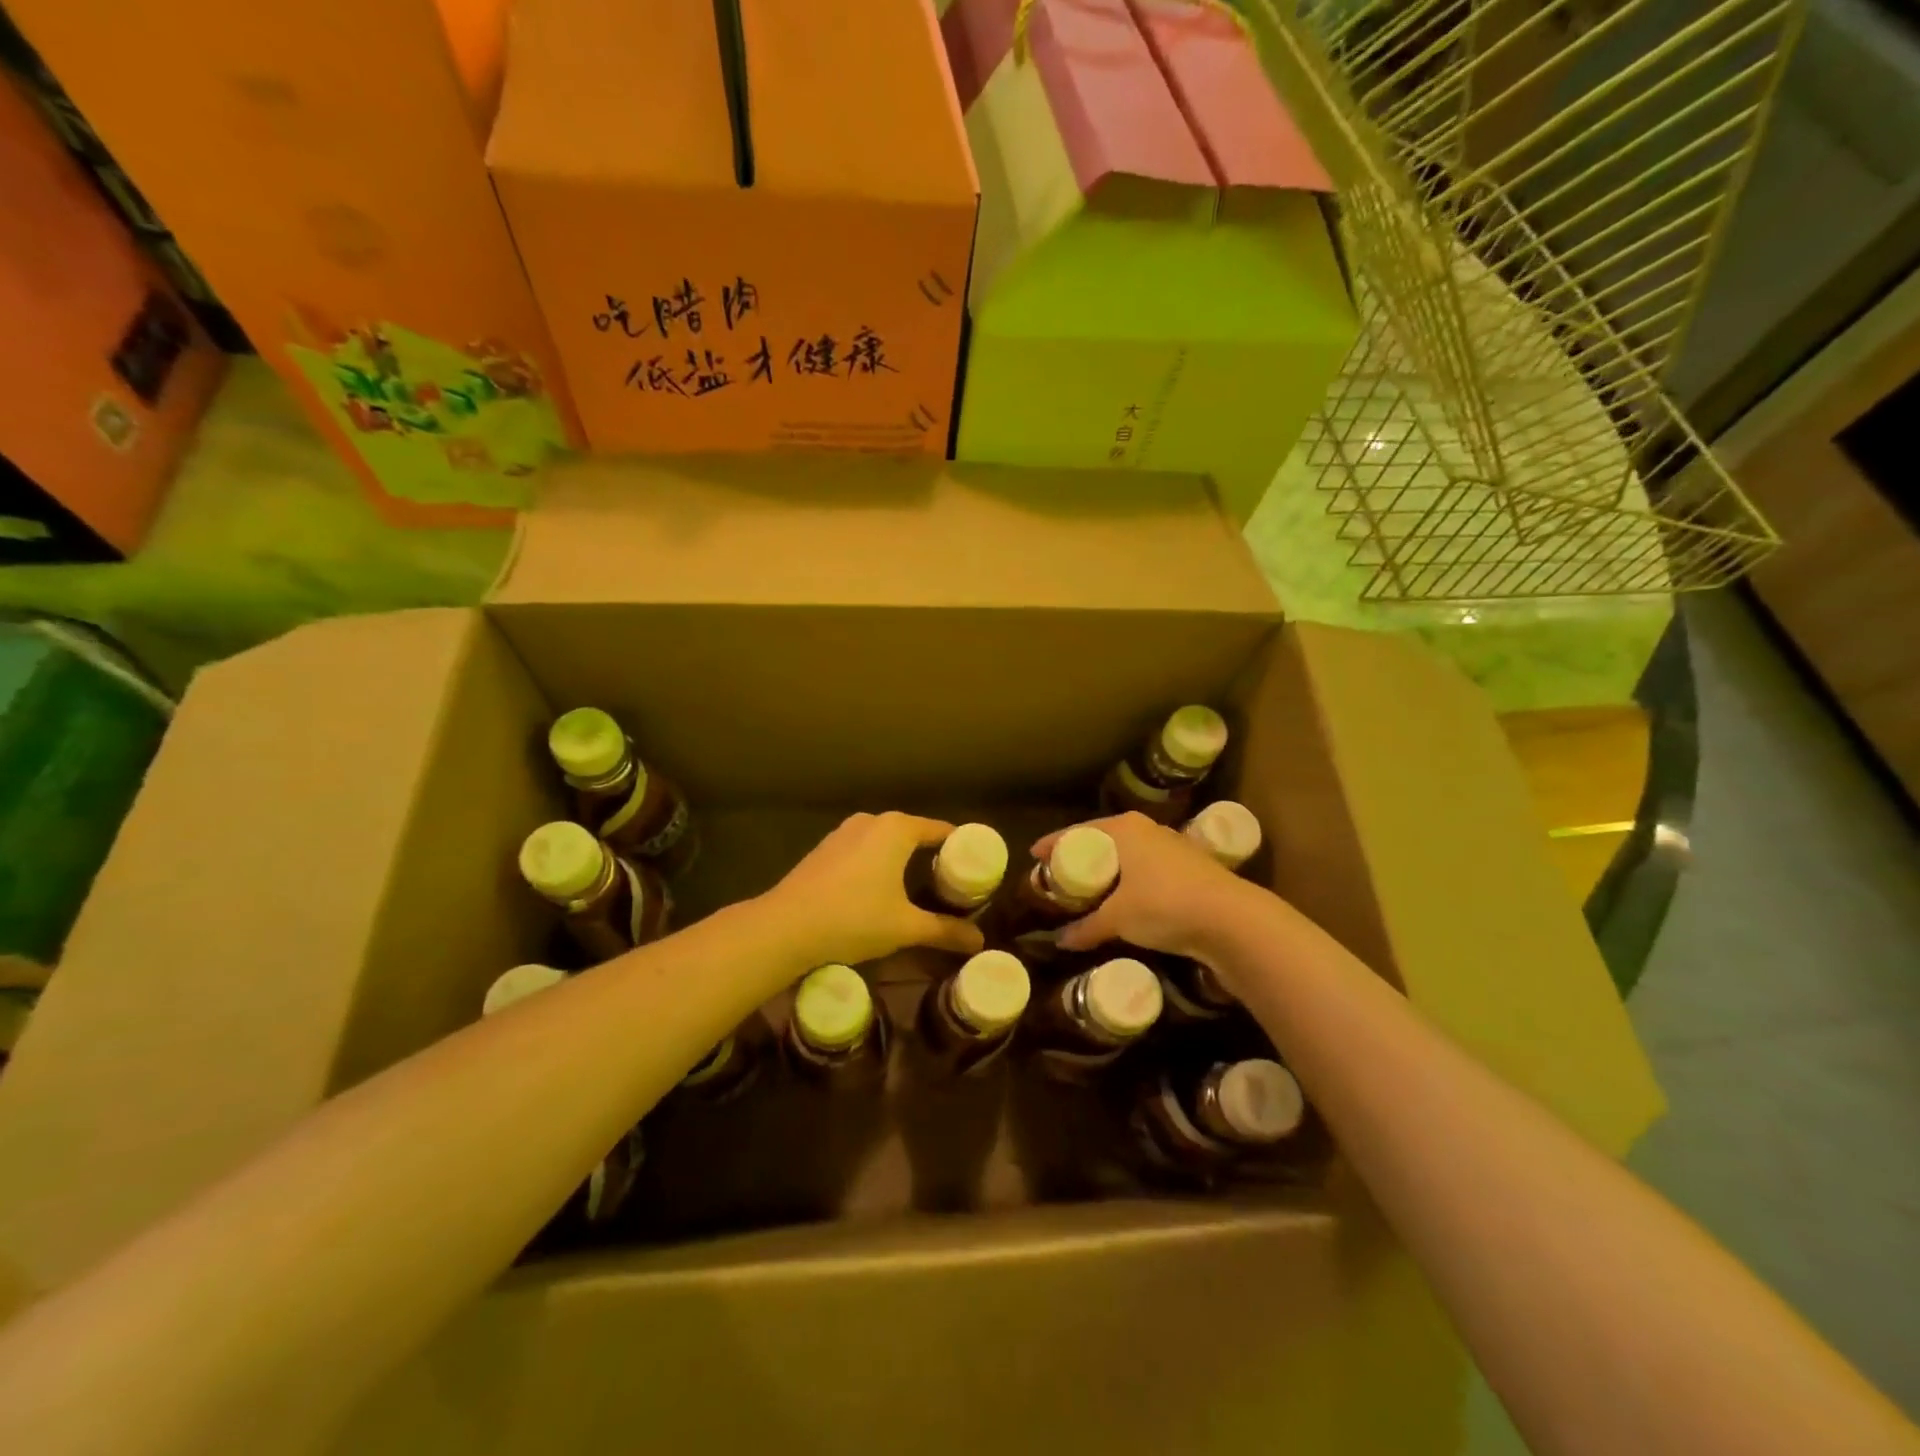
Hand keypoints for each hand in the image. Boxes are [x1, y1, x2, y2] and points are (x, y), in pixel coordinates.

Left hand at [763, 812, 986, 968]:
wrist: (786, 927)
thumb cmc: (854, 918)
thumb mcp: (905, 928)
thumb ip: (945, 930)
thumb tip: (979, 941)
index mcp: (897, 829)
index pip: (942, 831)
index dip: (962, 850)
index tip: (976, 871)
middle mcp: (872, 821)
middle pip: (914, 834)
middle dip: (933, 857)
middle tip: (951, 885)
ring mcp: (844, 833)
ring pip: (886, 842)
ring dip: (903, 861)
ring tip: (919, 889)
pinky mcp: (825, 849)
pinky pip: (863, 851)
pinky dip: (878, 865)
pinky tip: (879, 891)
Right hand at [1034, 812, 1252, 960]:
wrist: (1231, 920)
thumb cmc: (1164, 905)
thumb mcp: (1118, 919)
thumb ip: (1086, 928)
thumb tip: (1060, 941)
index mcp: (1124, 829)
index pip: (1078, 832)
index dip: (1054, 844)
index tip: (1034, 856)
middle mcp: (1147, 829)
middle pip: (1103, 840)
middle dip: (1082, 857)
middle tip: (1060, 876)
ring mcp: (1172, 846)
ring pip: (1128, 855)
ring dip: (1109, 871)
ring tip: (1090, 890)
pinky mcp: (1190, 867)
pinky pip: (1146, 869)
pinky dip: (1130, 881)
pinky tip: (1125, 901)